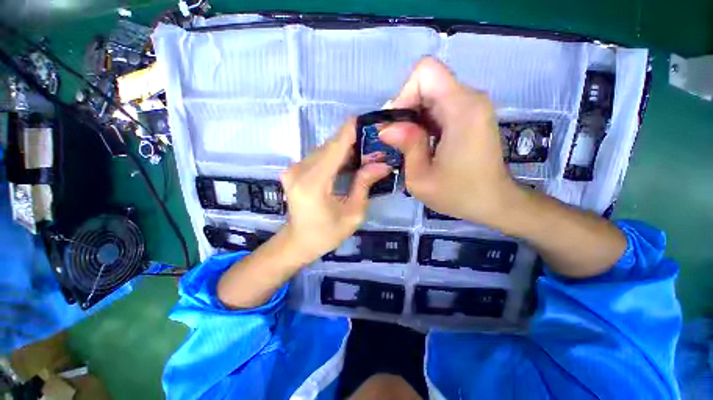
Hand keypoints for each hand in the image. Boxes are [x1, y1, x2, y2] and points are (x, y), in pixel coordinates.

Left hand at [280, 119, 391, 260]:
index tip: (369, 120)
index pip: (335, 147)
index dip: (352, 130)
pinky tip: (349, 161)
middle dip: (353, 141)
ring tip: (366, 152)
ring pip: (325, 150)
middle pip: (330, 146)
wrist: (298, 242)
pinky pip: (319, 157)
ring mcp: (294, 169)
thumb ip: (364, 184)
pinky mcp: (294, 170)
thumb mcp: (353, 213)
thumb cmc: (327, 234)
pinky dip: (335, 156)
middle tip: (375, 142)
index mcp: (313, 183)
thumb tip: (382, 163)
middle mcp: (299, 170)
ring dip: (345, 149)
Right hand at [379, 57, 519, 228]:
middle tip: (399, 140)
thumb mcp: (421, 178)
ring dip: (415, 116)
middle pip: (427, 82)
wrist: (494, 202)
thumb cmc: (458, 194)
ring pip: (432, 93)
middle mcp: (471, 98)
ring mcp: (474, 105)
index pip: (425, 72)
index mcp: (461, 109)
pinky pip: (441, 105)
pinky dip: (426, 120)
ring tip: (411, 145)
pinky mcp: (472, 114)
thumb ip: (405, 146)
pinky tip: (424, 144)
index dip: (404, 95)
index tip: (398, 127)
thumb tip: (386, 127)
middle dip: (407, 108)